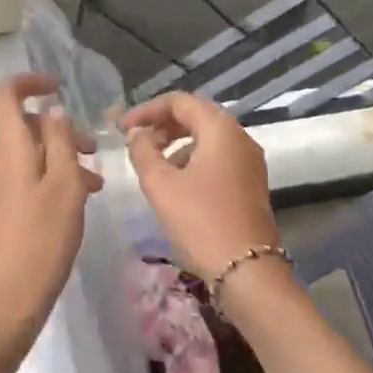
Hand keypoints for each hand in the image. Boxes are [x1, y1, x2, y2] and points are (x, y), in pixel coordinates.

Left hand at [0, 73, 102, 358]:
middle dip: (58, 132)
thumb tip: (52, 111)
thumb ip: (60, 142)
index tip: (59, 88)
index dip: (30, 83)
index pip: (6, 94)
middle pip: (20, 128)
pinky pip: (16, 183)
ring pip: (22, 159)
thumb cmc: (39, 242)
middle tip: (93, 155)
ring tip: (91, 189)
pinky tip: (67, 210)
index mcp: (4, 148)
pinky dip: (42, 183)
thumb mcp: (65, 187)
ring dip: (56, 162)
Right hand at [121, 92, 279, 279]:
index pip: (180, 102)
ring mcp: (249, 161)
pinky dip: (193, 159)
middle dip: (162, 125)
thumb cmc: (200, 220)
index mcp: (220, 129)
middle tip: (135, 142)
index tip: (122, 128)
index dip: (147, 110)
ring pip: (207, 138)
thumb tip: (139, 134)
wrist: (247, 270)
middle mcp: (240, 138)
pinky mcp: (250, 183)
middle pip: (196, 116)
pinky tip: (175, 183)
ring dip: (177, 143)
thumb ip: (143, 151)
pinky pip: (217, 157)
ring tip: (151, 164)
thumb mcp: (160, 184)